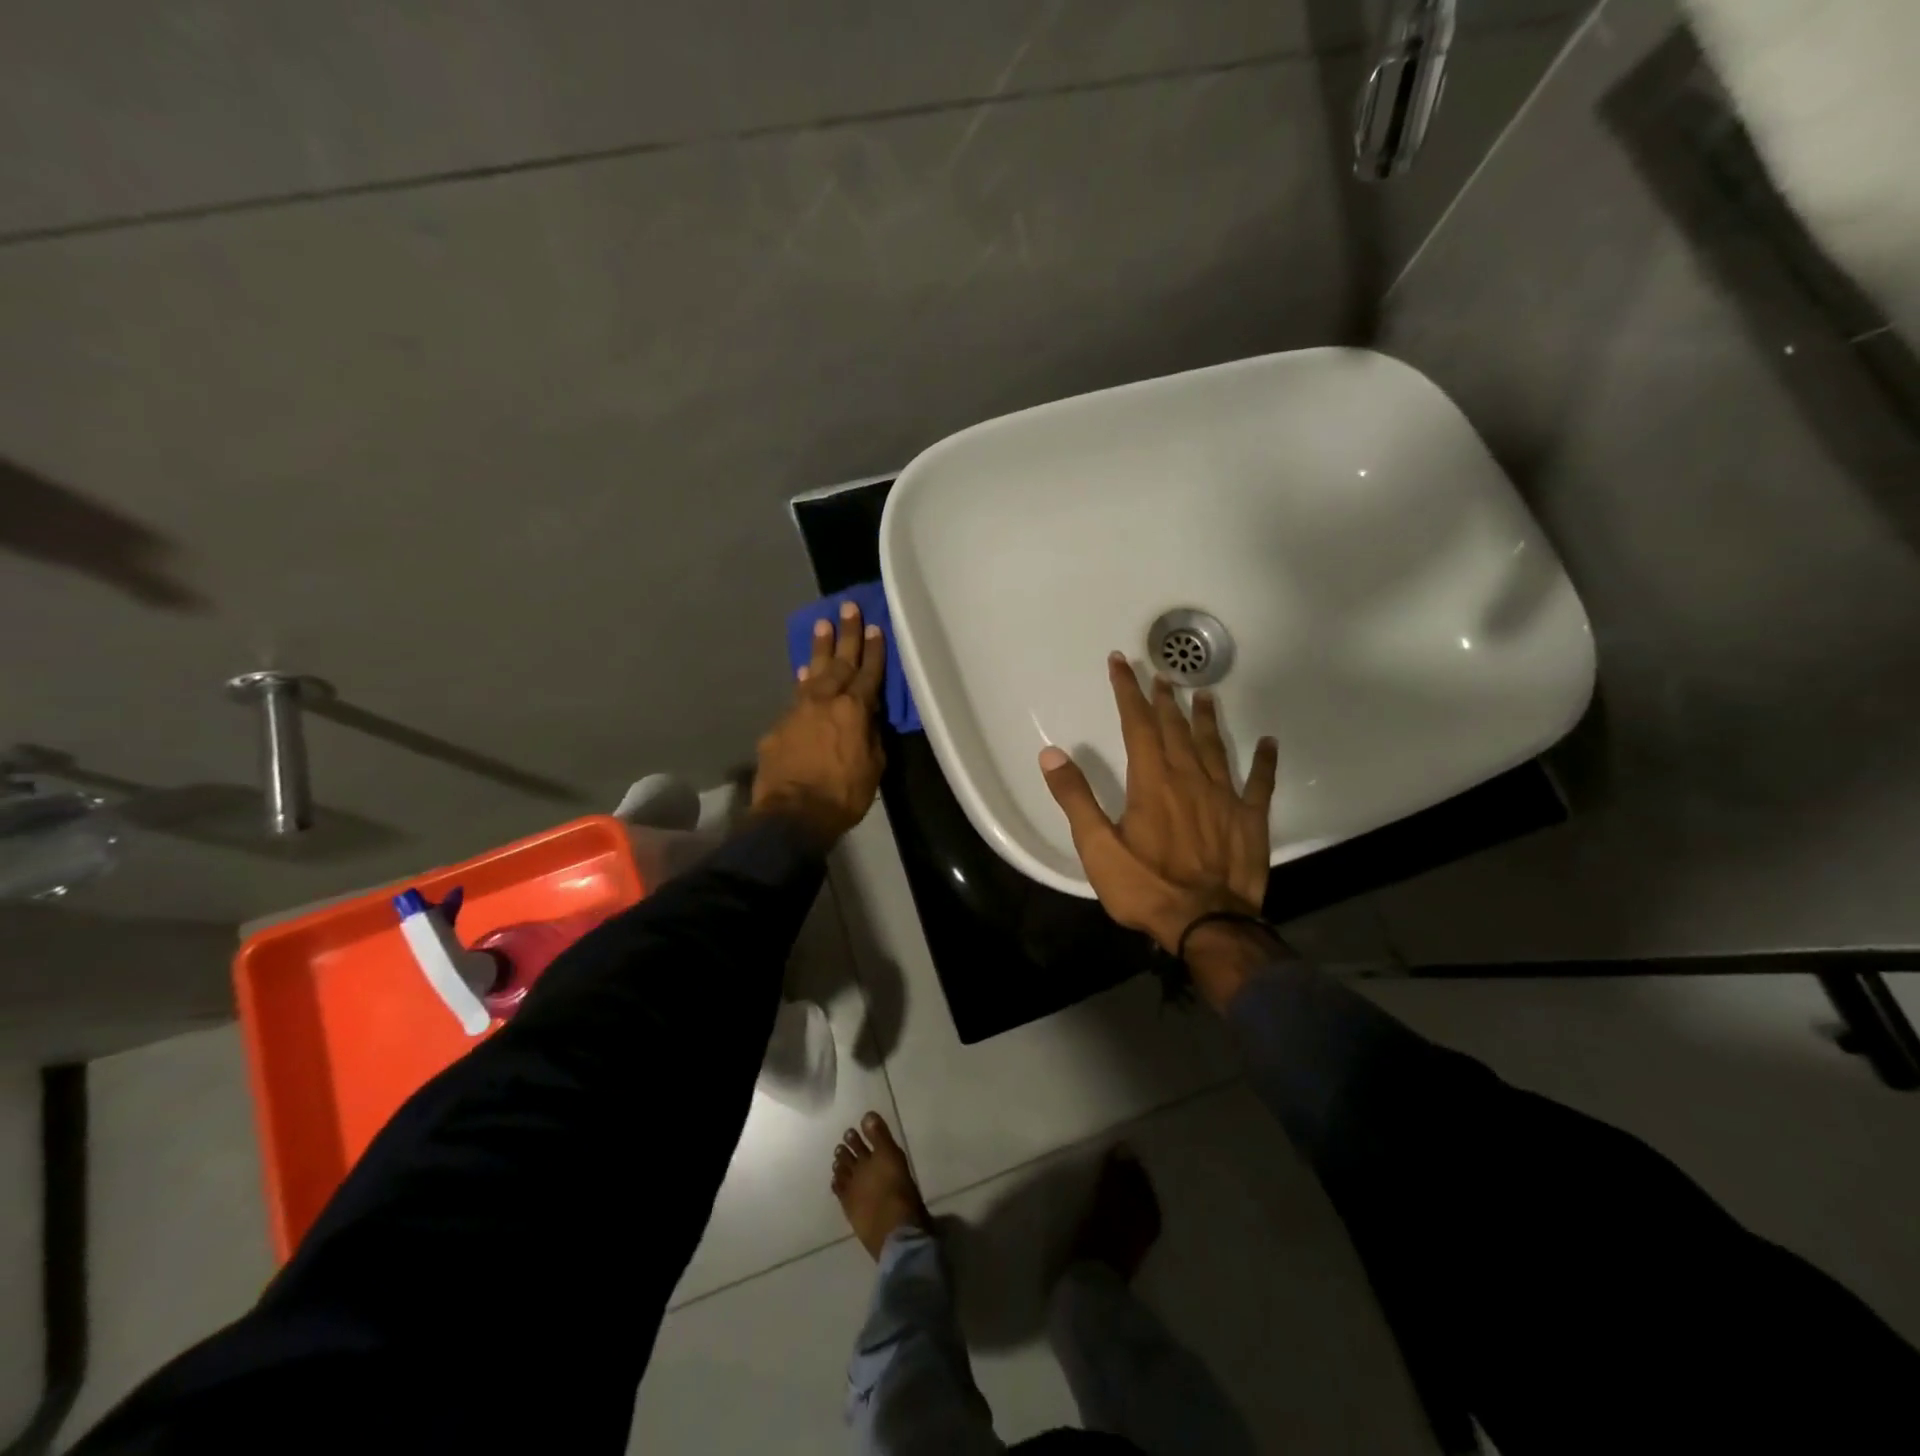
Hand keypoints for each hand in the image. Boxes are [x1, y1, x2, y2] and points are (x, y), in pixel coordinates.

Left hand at [752, 601, 886, 844]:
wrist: (793, 814)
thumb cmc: (843, 795)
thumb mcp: (873, 767)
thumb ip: (870, 736)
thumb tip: (867, 718)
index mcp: (855, 710)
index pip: (868, 673)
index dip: (874, 650)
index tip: (876, 626)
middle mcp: (826, 701)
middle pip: (840, 661)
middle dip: (847, 634)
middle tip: (849, 607)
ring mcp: (798, 710)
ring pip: (812, 671)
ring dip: (820, 647)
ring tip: (822, 622)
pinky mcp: (779, 726)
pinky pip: (795, 696)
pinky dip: (802, 682)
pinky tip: (803, 673)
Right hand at [1039, 652, 1277, 955]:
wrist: (1207, 924)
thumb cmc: (1146, 886)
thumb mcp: (1098, 847)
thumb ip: (1075, 798)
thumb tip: (1051, 754)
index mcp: (1152, 781)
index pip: (1137, 724)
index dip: (1127, 691)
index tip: (1120, 663)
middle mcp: (1189, 778)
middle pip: (1175, 728)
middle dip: (1164, 699)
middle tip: (1161, 674)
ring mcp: (1225, 797)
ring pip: (1214, 746)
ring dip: (1206, 719)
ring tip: (1204, 695)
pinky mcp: (1250, 820)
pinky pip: (1260, 783)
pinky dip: (1264, 761)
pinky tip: (1268, 743)